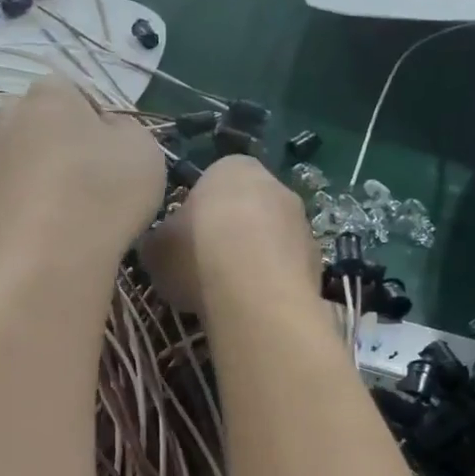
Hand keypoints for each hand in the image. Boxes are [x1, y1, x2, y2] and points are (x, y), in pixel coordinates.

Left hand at [0, 75, 165, 271]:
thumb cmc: (104, 192)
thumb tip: (107, 130)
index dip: (97, 119)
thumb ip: (127, 129)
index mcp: (49, 94)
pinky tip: (57, 232)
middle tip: (93, 176)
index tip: (114, 152)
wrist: (50, 259)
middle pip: (42, 122)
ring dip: (49, 176)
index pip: (74, 91)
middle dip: (62, 141)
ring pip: (28, 160)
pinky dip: (36, 208)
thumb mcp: (143, 149)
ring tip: (77, 210)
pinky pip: (19, 196)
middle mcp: (11, 120)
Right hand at [141, 156, 319, 317]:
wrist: (254, 293)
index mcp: (232, 168)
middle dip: (230, 236)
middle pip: (246, 210)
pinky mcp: (318, 262)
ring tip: (230, 295)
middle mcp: (275, 185)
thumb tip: (163, 246)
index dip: (196, 216)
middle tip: (206, 269)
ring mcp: (302, 223)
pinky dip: (271, 285)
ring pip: (270, 241)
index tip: (185, 244)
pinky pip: (286, 271)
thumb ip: (160, 239)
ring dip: (254, 261)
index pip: (211, 183)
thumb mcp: (155, 247)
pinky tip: (254, 307)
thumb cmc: (197, 255)